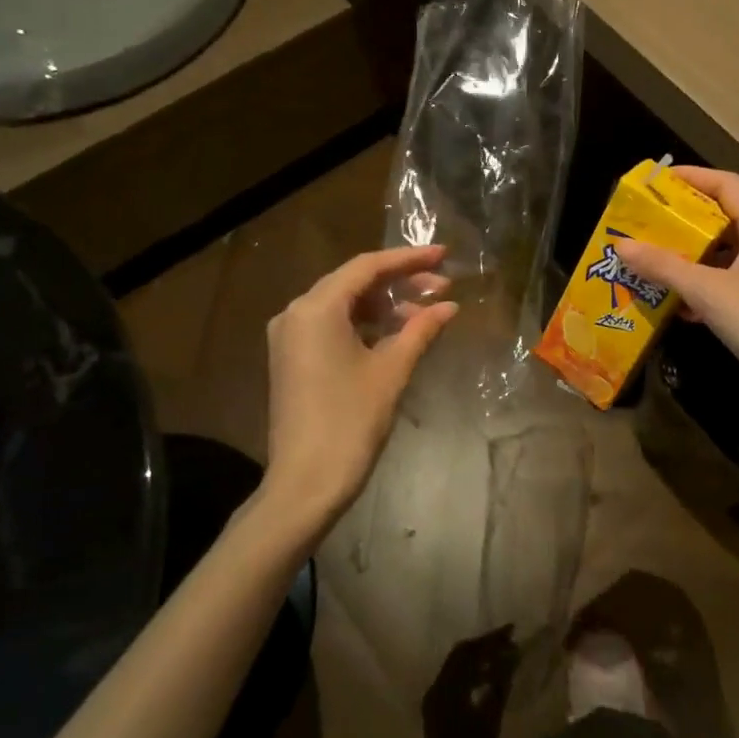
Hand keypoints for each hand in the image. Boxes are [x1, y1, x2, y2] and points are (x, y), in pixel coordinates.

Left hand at [263, 244, 459, 538]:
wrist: (305, 483)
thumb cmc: (351, 421)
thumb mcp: (391, 370)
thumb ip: (420, 329)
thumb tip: (448, 306)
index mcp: (315, 308)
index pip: (367, 267)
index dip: (408, 258)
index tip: (444, 255)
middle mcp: (296, 313)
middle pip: (354, 282)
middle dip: (400, 281)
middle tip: (443, 285)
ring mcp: (290, 337)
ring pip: (344, 304)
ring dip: (384, 305)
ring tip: (426, 311)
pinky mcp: (292, 358)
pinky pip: (332, 325)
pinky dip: (365, 324)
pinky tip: (397, 332)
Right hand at [616, 168, 738, 415]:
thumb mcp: (709, 292)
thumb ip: (665, 267)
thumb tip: (622, 244)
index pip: (729, 185)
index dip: (694, 177)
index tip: (656, 182)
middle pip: (723, 218)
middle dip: (683, 220)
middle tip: (644, 224)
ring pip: (722, 254)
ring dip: (688, 256)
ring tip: (649, 261)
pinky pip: (726, 284)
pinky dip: (700, 287)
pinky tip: (674, 305)